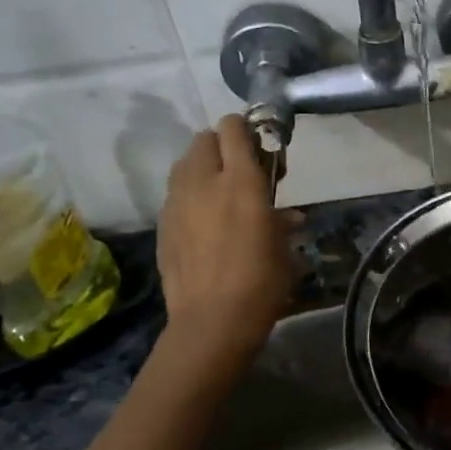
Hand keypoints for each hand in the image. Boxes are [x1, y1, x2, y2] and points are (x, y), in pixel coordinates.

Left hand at [156, 116, 296, 363]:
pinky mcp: (162, 224)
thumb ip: (281, 221)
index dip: (246, 129)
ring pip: (185, 164)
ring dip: (203, 168)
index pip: (234, 128)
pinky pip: (175, 194)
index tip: (260, 148)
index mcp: (241, 181)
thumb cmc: (261, 282)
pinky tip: (203, 223)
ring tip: (220, 195)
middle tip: (241, 172)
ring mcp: (177, 202)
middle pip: (205, 139)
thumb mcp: (283, 247)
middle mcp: (205, 181)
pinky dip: (190, 196)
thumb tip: (288, 215)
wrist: (212, 321)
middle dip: (223, 147)